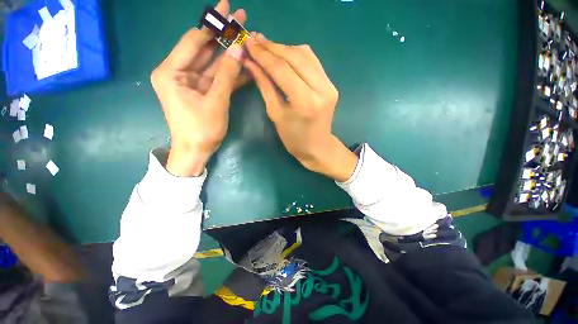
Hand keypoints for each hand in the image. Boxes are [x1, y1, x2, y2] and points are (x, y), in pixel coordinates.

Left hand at [151, 0, 248, 176]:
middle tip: (239, 17)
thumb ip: (227, 75)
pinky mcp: (201, 91)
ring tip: (245, 38)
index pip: (194, 40)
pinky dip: (230, 72)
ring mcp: (191, 81)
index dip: (211, 24)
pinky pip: (216, 77)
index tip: (226, 7)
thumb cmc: (201, 129)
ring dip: (229, 53)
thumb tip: (239, 48)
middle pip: (203, 48)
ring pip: (212, 63)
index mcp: (172, 71)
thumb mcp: (216, 101)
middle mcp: (178, 72)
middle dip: (221, 34)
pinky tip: (243, 63)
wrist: (196, 151)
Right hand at [244, 34, 357, 181]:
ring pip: (305, 54)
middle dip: (272, 47)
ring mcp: (329, 85)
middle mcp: (321, 89)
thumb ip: (265, 86)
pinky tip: (283, 56)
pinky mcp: (331, 84)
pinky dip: (296, 55)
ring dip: (284, 48)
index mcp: (305, 102)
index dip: (263, 54)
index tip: (247, 42)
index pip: (282, 69)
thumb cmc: (294, 139)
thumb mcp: (276, 114)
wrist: (318, 147)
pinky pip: (312, 61)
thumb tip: (250, 62)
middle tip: (254, 41)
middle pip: (295, 56)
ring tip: (266, 48)